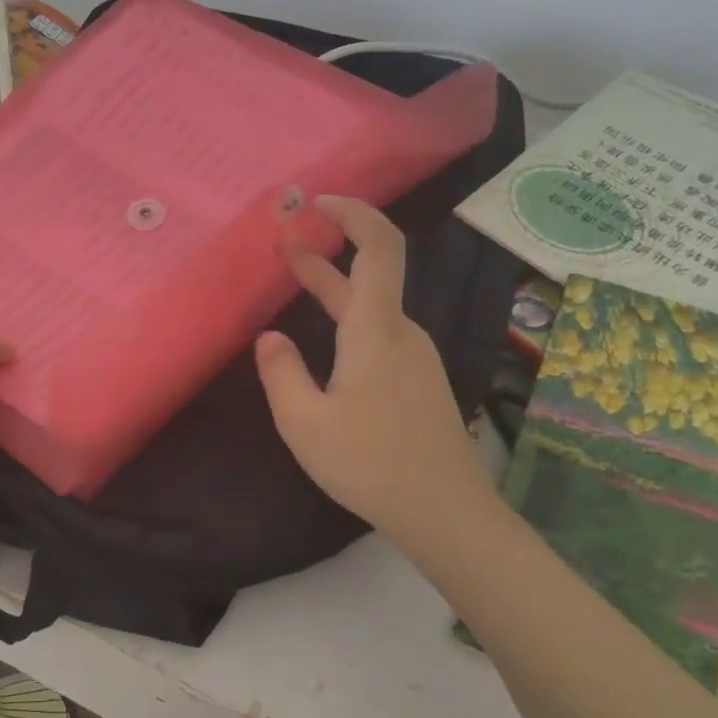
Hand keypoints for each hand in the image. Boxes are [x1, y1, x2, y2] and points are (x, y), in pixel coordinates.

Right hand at [254, 196, 497, 547]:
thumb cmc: (370, 463)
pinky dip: (348, 319)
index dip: (353, 214)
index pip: (378, 247)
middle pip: (369, 276)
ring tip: (294, 280)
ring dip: (334, 288)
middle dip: (325, 252)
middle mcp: (402, 333)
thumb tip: (270, 337)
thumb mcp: (304, 422)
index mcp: (376, 331)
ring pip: (373, 308)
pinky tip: (326, 344)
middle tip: (282, 240)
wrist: (446, 513)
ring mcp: (416, 358)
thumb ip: (280, 373)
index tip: (318, 204)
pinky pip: (380, 334)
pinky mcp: (418, 382)